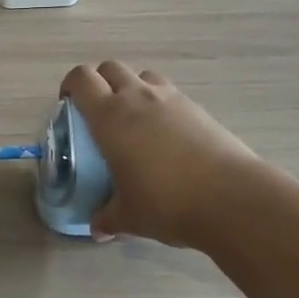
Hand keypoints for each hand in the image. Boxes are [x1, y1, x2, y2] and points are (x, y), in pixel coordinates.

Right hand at [61, 61, 264, 248]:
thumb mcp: (129, 216)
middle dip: (99, 82)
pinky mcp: (196, 108)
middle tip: (98, 112)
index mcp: (110, 116)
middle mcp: (137, 97)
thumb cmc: (167, 202)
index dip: (70, 86)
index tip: (68, 105)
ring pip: (142, 75)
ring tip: (134, 119)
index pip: (81, 79)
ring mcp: (170, 98)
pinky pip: (169, 93)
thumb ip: (109, 217)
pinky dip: (159, 103)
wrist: (230, 197)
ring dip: (132, 87)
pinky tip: (166, 136)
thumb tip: (98, 229)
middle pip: (110, 68)